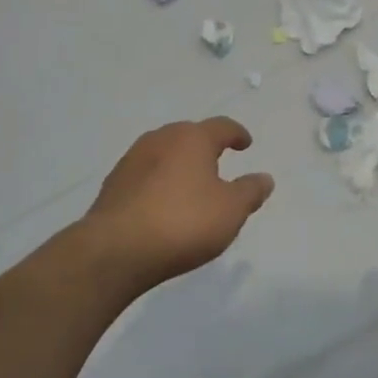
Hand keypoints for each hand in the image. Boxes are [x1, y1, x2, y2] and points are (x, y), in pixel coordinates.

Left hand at [81, 118, 274, 288]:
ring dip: (179, 164)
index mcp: (193, 138)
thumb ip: (250, 191)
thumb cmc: (183, 223)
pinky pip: (145, 175)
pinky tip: (161, 204)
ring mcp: (132, 159)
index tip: (245, 143)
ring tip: (190, 185)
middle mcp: (161, 139)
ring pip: (164, 153)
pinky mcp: (113, 183)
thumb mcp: (231, 210)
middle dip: (205, 147)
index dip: (237, 134)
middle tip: (218, 164)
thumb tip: (265, 177)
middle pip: (189, 135)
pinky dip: (158, 182)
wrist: (116, 250)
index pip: (222, 126)